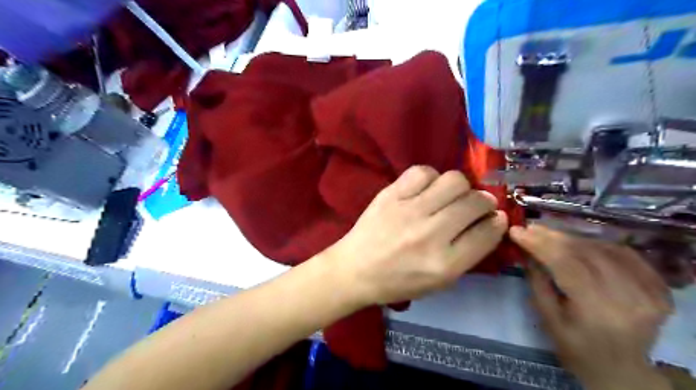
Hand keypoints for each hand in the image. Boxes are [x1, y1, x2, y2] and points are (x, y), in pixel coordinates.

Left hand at [330, 166, 508, 306]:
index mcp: (445, 264)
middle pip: (474, 202)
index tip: (495, 217)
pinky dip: (431, 177)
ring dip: (460, 187)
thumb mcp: (440, 281)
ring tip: (450, 196)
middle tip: (475, 205)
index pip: (488, 232)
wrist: (355, 269)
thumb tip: (491, 221)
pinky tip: (426, 189)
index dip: (497, 221)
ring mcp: (409, 211)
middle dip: (484, 201)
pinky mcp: (390, 195)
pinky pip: (422, 172)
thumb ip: (468, 254)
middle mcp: (430, 234)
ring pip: (453, 181)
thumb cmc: (398, 281)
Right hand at [510, 226, 674, 388]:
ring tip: (550, 235)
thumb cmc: (577, 349)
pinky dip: (599, 244)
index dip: (540, 244)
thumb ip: (537, 282)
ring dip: (573, 238)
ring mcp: (650, 293)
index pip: (566, 265)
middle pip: (586, 253)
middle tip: (531, 228)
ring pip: (604, 249)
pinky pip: (626, 254)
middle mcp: (629, 299)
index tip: (517, 231)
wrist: (621, 371)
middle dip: (553, 237)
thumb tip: (526, 250)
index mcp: (598, 312)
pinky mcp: (659, 289)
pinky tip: (580, 243)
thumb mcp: (548, 319)